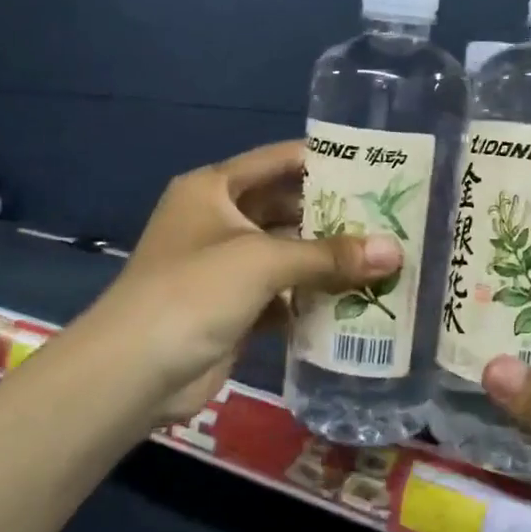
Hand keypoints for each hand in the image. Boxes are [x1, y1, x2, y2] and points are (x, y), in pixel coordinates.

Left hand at [76, 142, 401, 424]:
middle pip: (284, 208)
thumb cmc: (194, 291)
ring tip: (382, 257)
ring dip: (325, 259)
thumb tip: (396, 251)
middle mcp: (217, 220)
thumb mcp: (262, 262)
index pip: (276, 161)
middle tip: (388, 218)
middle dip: (331, 215)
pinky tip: (353, 300)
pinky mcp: (232, 308)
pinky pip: (280, 294)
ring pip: (285, 254)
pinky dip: (310, 297)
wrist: (134, 371)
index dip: (322, 160)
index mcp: (212, 189)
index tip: (373, 165)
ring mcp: (223, 267)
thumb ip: (329, 255)